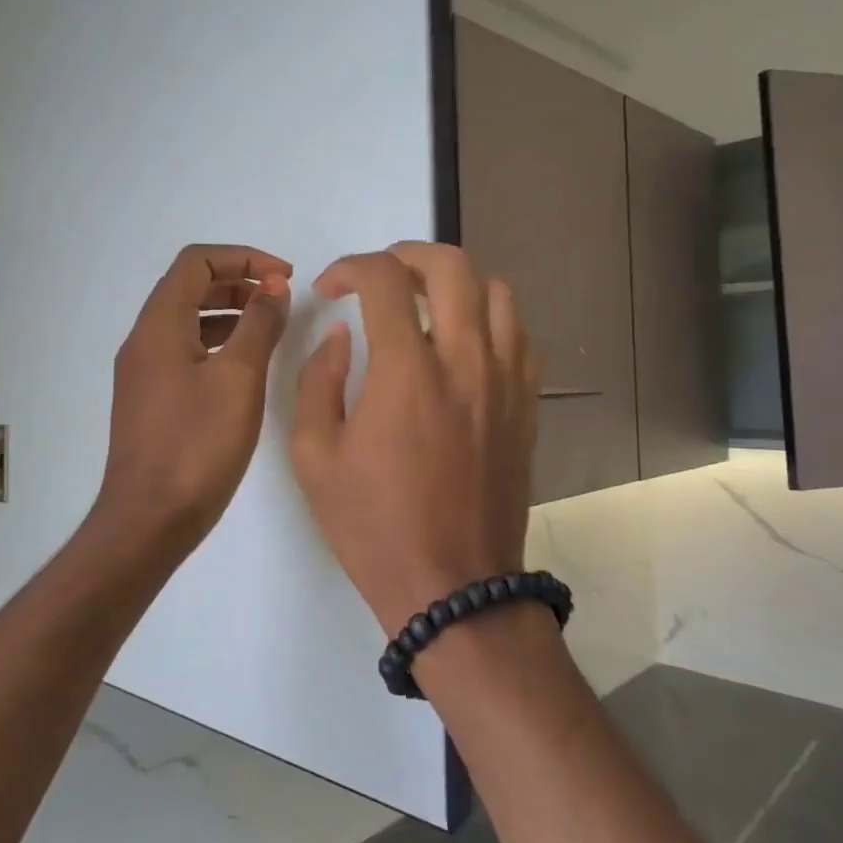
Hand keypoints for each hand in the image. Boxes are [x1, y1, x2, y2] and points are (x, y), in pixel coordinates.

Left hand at [92, 244, 291, 558]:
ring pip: (187, 320)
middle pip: (189, 287)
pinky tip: (245, 366)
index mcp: (159, 325)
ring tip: (270, 327)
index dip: (243, 258)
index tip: (284, 277)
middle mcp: (144, 340)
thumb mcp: (239, 378)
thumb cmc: (197, 445)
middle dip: (238, 282)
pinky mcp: (151, 399)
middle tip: (281, 298)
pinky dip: (218, 343)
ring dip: (229, 312)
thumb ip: (259, 325)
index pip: (196, 262)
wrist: (149, 519)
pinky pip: (185, 350)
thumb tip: (273, 288)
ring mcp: (143, 372)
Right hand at [291, 243, 539, 636]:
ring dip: (456, 284)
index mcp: (407, 371)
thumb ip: (318, 382)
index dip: (350, 267)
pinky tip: (465, 347)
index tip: (331, 287)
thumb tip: (341, 335)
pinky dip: (491, 322)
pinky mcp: (527, 407)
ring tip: (426, 305)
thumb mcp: (315, 458)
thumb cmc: (374, 526)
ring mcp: (505, 382)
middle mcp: (465, 361)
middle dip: (408, 254)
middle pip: (452, 266)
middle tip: (381, 276)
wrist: (454, 588)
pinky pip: (521, 338)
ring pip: (498, 293)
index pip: (384, 279)